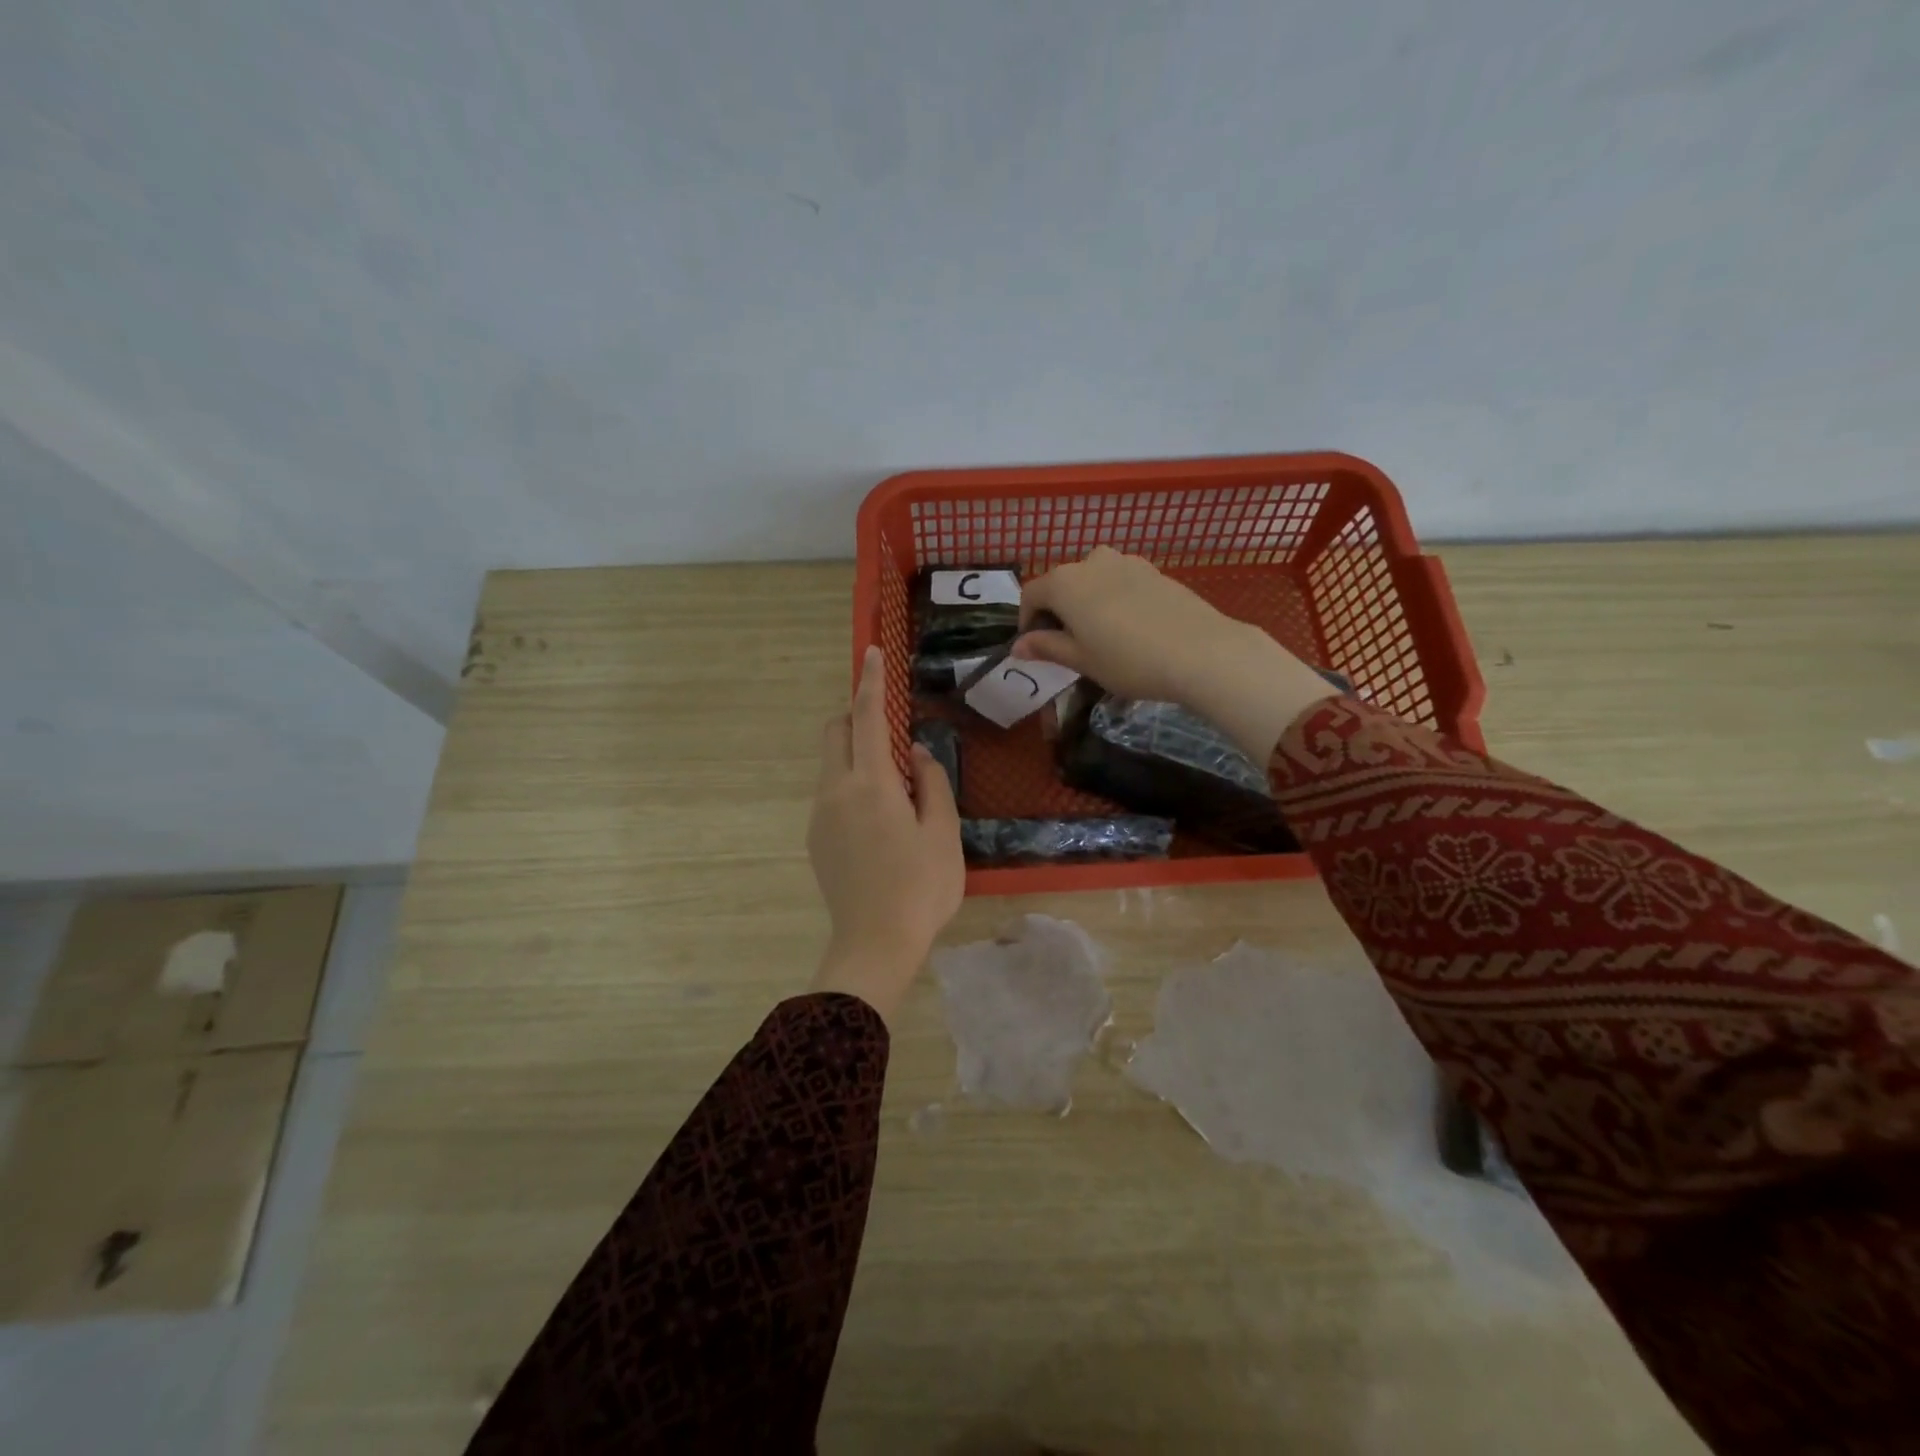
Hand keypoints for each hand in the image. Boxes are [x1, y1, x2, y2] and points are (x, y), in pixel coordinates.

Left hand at [806, 646, 964, 1022]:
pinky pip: (831, 793)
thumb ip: (931, 782)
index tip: (872, 655)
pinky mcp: (816, 839)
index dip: (871, 683)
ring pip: (831, 764)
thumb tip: (916, 752)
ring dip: (856, 757)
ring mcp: (820, 816)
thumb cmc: (921, 887)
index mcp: (871, 784)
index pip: (867, 718)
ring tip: (896, 794)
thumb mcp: (942, 832)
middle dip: (856, 717)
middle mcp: (836, 791)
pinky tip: (879, 824)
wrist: (875, 943)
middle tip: (891, 735)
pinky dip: (851, 785)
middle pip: (835, 733)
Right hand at [1012, 547, 1340, 761]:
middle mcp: (1091, 561)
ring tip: (1101, 636)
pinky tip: (1130, 629)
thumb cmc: (1128, 660)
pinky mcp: (1154, 570)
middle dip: (1058, 611)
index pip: (1031, 594)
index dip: (1026, 621)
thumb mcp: (1081, 660)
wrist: (1200, 651)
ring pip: (1093, 581)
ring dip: (1087, 603)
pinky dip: (1113, 600)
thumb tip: (1018, 646)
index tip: (1035, 647)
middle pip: (1062, 584)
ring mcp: (1127, 562)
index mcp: (1065, 582)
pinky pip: (1120, 582)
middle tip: (1068, 646)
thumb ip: (1046, 647)